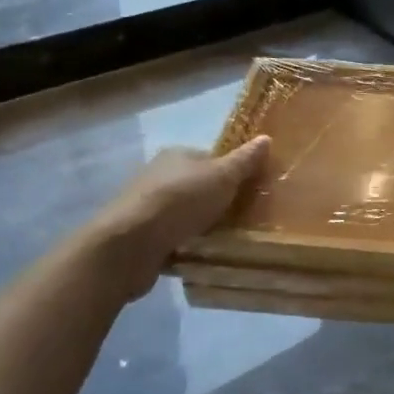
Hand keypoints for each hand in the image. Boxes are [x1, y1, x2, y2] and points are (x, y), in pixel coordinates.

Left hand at [78, 137, 269, 299]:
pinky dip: (184, 245)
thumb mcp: (222, 177)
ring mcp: (146, 207)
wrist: (128, 246)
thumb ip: (244, 161)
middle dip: (217, 201)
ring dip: (200, 225)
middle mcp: (158, 176)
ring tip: (225, 240)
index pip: (211, 158)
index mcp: (176, 155)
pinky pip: (170, 238)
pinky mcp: (139, 238)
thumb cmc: (180, 202)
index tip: (250, 192)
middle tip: (242, 218)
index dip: (232, 173)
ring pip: (184, 213)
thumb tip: (266, 138)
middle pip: (198, 186)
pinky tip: (199, 256)